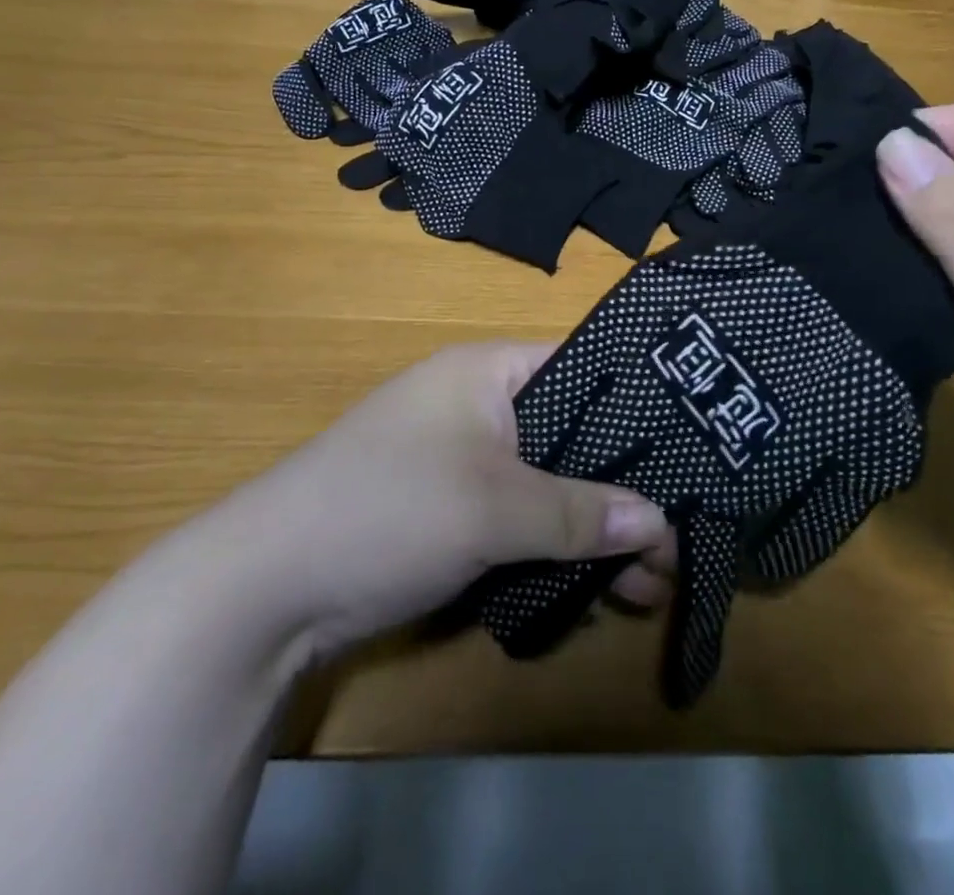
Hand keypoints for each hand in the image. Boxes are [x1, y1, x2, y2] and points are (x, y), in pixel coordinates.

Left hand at [194, 342, 675, 657]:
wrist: (265, 589)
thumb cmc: (389, 508)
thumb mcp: (494, 507)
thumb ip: (579, 513)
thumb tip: (660, 523)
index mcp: (487, 372)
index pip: (580, 365)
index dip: (635, 401)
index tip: (688, 443)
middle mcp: (479, 407)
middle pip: (570, 435)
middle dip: (619, 487)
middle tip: (675, 535)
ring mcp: (464, 463)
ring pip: (548, 485)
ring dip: (592, 530)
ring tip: (650, 581)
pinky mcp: (451, 514)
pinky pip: (520, 520)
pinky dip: (555, 549)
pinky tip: (599, 589)